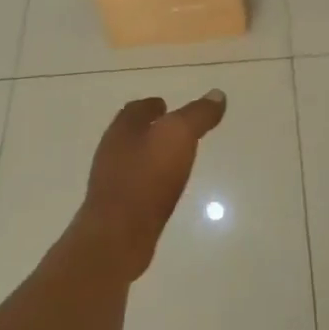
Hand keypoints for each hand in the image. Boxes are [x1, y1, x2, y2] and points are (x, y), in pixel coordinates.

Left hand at [79, 90, 227, 279]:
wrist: (118, 235)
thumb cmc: (147, 177)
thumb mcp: (179, 136)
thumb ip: (198, 115)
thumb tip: (217, 94)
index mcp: (123, 129)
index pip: (136, 109)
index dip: (152, 106)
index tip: (167, 106)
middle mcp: (112, 151)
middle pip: (131, 133)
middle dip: (150, 129)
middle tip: (173, 131)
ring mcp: (111, 181)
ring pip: (132, 160)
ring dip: (150, 156)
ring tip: (173, 160)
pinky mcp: (116, 209)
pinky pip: (135, 186)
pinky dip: (149, 182)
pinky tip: (163, 190)